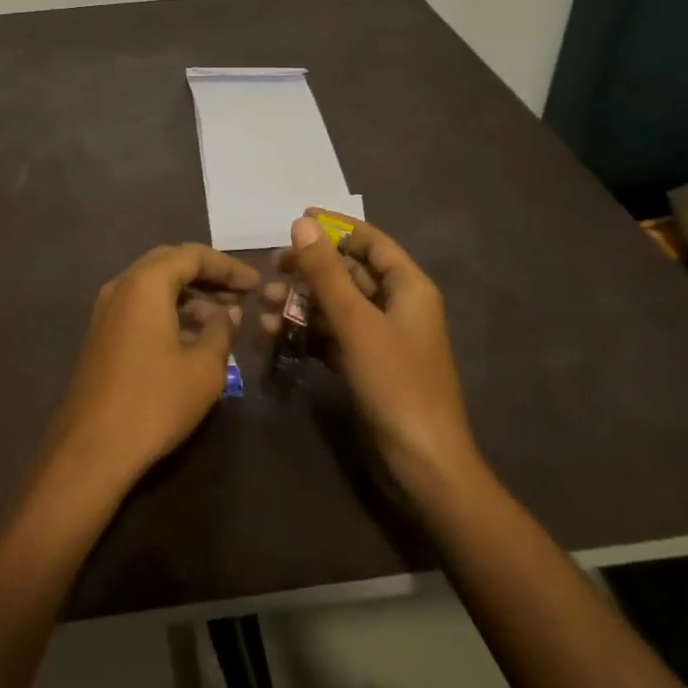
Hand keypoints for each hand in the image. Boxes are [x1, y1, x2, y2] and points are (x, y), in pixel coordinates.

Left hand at [42, 244, 258, 491]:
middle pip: (169, 264)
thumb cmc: (154, 401)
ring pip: (153, 287)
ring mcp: (106, 311)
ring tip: (223, 318)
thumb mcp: (204, 367)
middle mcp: (121, 286)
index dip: (228, 266)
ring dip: (189, 296)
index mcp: (145, 283)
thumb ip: (221, 330)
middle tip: (240, 294)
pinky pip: (140, 308)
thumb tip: (229, 312)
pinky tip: (192, 337)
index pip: (192, 255)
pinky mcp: (102, 335)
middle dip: (207, 276)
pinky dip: (168, 311)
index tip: (256, 283)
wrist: (92, 448)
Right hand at [270, 210, 481, 506]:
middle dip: (309, 269)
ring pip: (336, 305)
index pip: (370, 241)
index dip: (335, 228)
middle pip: (349, 272)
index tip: (295, 220)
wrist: (423, 467)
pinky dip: (306, 332)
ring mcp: (381, 337)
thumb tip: (301, 222)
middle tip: (271, 269)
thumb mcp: (356, 323)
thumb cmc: (396, 384)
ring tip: (264, 306)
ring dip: (301, 302)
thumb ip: (326, 272)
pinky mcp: (366, 365)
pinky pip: (332, 335)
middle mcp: (396, 306)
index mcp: (408, 287)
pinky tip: (275, 335)